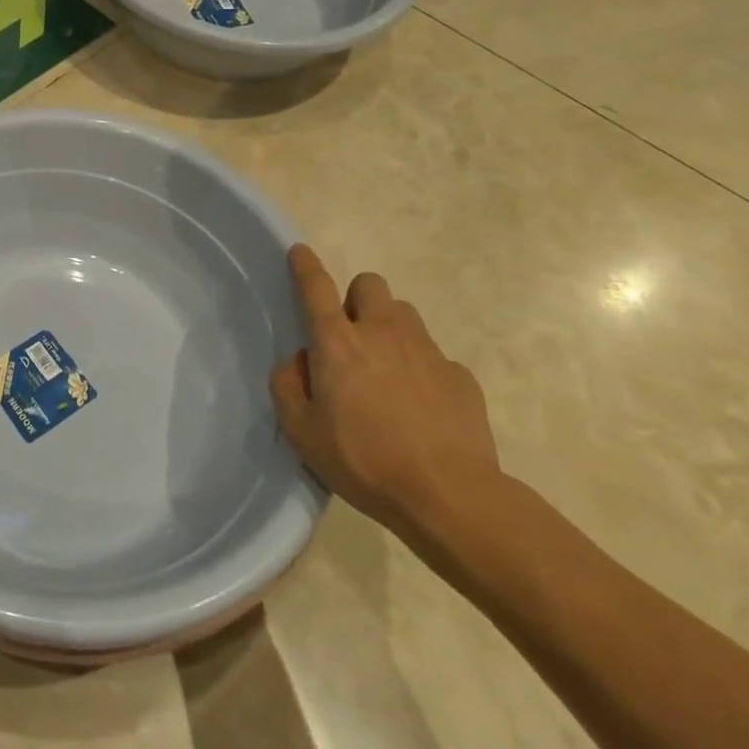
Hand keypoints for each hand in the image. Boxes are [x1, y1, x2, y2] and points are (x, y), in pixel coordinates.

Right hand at [269, 245, 501, 541]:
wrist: (449, 497)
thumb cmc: (364, 461)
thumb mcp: (301, 432)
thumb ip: (288, 386)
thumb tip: (300, 362)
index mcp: (338, 343)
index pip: (316, 288)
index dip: (305, 265)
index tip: (299, 251)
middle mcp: (382, 333)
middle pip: (370, 285)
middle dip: (357, 299)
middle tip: (352, 335)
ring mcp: (427, 351)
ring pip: (404, 315)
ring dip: (390, 330)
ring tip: (387, 371)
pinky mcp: (460, 377)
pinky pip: (435, 357)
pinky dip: (423, 371)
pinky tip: (422, 408)